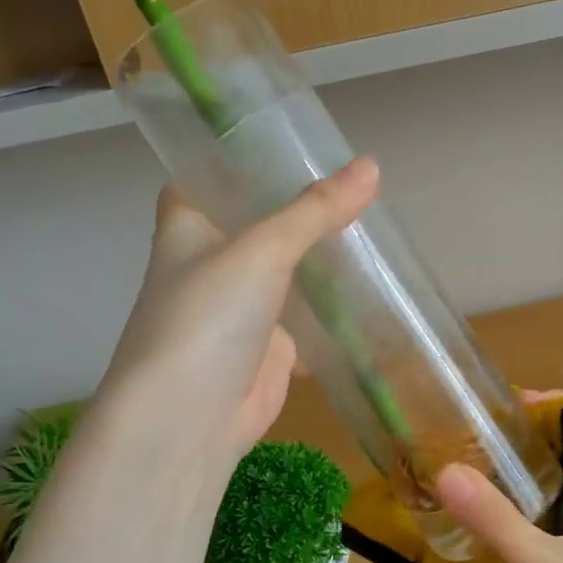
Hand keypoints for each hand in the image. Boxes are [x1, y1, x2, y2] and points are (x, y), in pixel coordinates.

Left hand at [94, 158, 379, 476]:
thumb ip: (316, 211)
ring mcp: (242, 308)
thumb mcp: (262, 250)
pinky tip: (370, 290)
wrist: (189, 420)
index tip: (289, 141)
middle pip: (259, 223)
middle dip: (301, 208)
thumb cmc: (207, 318)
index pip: (209, 177)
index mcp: (189, 227)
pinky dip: (334, 308)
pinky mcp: (270, 347)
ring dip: (321, 257)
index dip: (241, 159)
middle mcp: (212, 262)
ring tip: (373, 226)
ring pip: (288, 271)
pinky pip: (307, 318)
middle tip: (355, 182)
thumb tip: (371, 166)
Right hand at [434, 407, 562, 562]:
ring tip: (457, 473)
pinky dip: (499, 524)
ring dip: (506, 486)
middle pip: (562, 460)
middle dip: (520, 444)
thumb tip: (446, 470)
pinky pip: (527, 536)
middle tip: (468, 438)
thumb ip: (496, 519)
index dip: (558, 408)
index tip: (507, 406)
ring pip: (541, 500)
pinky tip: (464, 526)